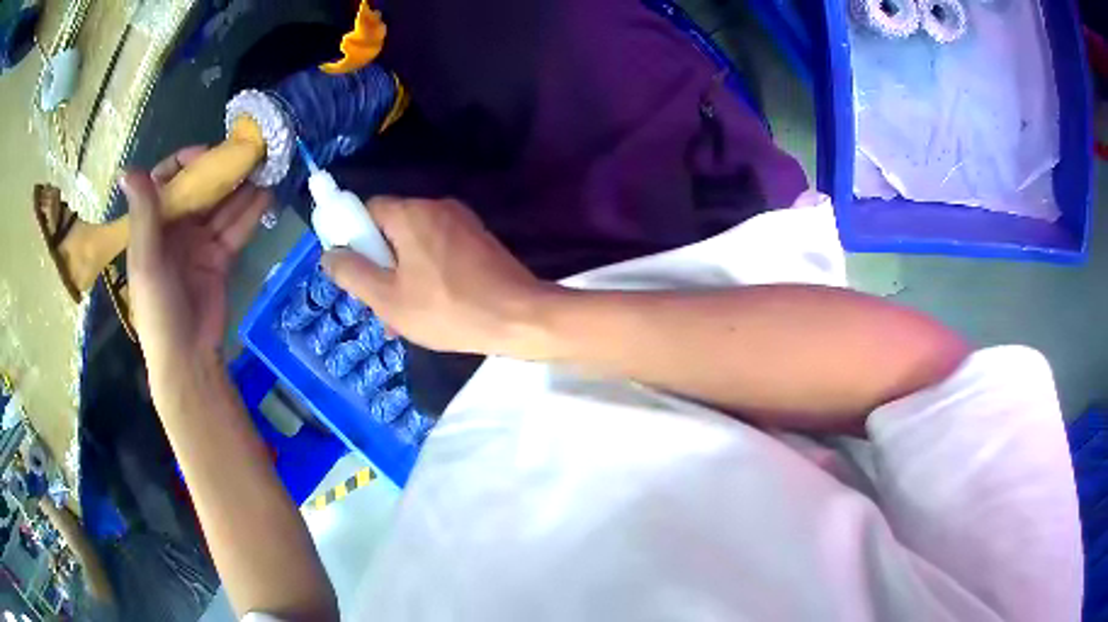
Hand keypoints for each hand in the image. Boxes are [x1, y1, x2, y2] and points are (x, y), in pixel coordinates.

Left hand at [123, 146, 270, 379]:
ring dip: (241, 187)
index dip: (186, 162)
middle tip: (246, 153)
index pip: (168, 179)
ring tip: (264, 167)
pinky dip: (251, 213)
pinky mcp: (219, 257)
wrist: (187, 357)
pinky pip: (235, 229)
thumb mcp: (146, 261)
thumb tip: (129, 169)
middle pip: (199, 189)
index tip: (208, 154)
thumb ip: (143, 214)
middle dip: (221, 170)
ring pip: (221, 206)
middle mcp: (175, 227)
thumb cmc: (157, 310)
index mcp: (153, 224)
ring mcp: (199, 242)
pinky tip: (268, 196)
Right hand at [323, 197, 550, 355]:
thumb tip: (329, 254)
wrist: (521, 318)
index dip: (353, 239)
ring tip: (403, 319)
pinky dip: (427, 275)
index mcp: (411, 212)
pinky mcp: (479, 241)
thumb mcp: (387, 298)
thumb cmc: (448, 309)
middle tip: (380, 304)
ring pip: (415, 245)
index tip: (354, 272)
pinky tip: (430, 311)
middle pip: (391, 229)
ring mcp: (462, 223)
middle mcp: (437, 207)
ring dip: (402, 278)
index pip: (367, 210)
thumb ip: (352, 273)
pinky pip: (439, 252)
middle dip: (379, 266)